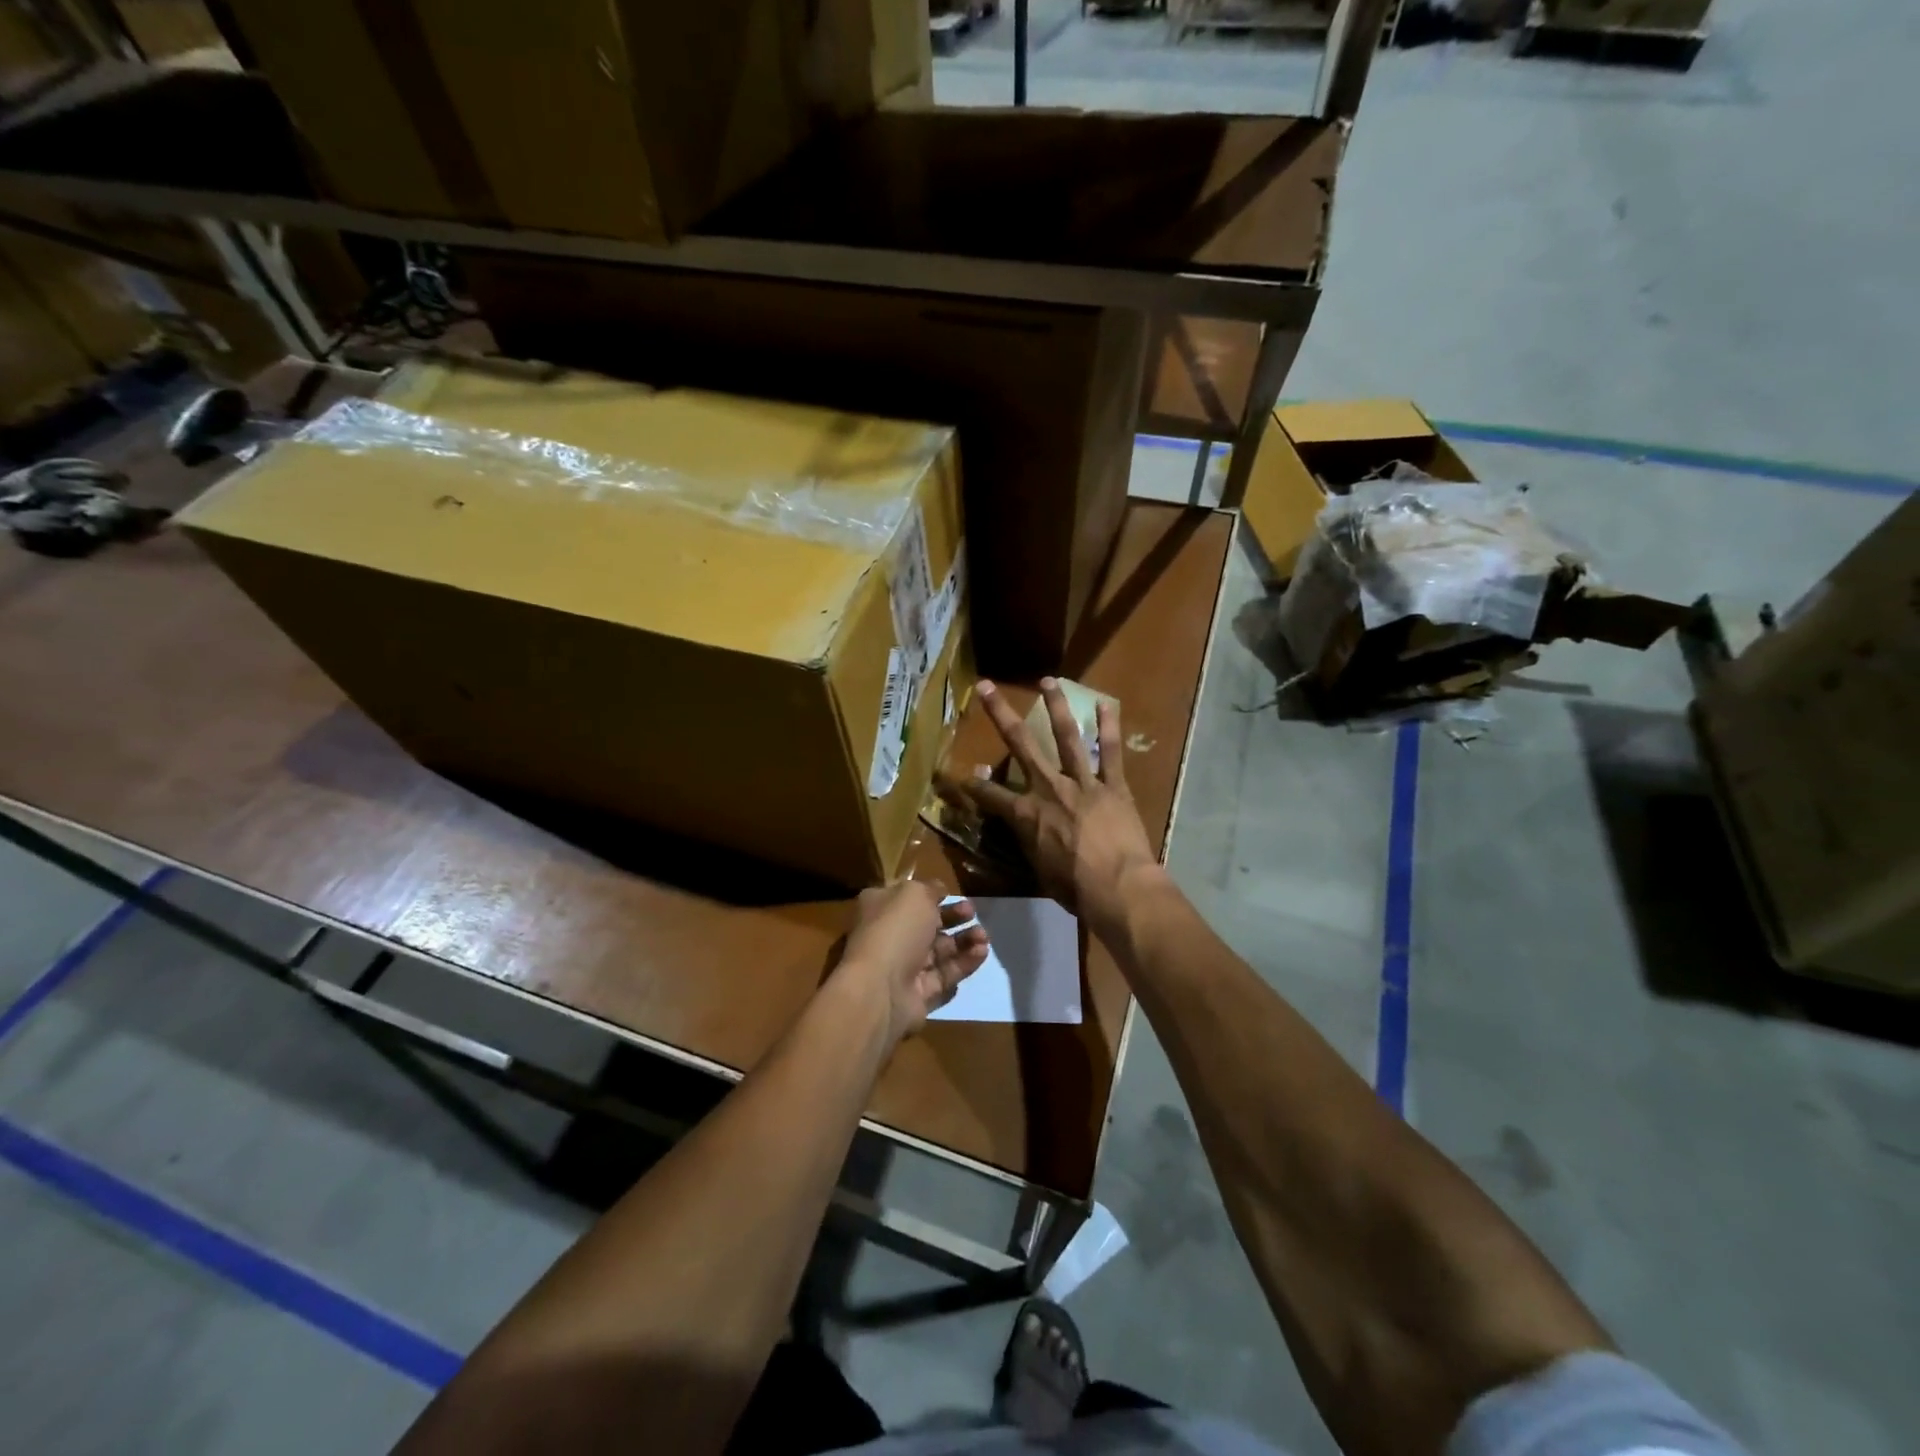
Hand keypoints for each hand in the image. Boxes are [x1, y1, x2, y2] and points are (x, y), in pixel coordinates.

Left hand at [836, 880, 989, 1046]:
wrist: (881, 989)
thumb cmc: (895, 930)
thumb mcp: (914, 894)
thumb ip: (930, 889)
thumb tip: (939, 890)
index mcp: (880, 908)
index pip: (908, 899)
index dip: (933, 896)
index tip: (955, 895)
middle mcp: (890, 936)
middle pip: (927, 925)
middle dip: (954, 918)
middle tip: (974, 915)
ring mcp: (903, 967)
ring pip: (939, 952)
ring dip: (964, 941)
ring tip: (984, 937)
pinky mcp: (918, 994)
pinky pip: (945, 976)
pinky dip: (964, 964)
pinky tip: (981, 954)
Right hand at [947, 679, 1161, 939]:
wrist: (1117, 887)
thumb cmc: (1073, 888)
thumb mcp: (1037, 867)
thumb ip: (1023, 838)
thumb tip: (1012, 822)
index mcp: (1026, 813)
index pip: (990, 795)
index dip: (973, 786)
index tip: (962, 774)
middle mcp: (1050, 788)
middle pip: (1021, 744)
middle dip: (1001, 714)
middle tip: (988, 686)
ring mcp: (1083, 783)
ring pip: (1067, 737)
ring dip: (1056, 707)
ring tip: (1048, 681)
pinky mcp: (1113, 786)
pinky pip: (1111, 753)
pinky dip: (1109, 728)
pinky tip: (1106, 704)